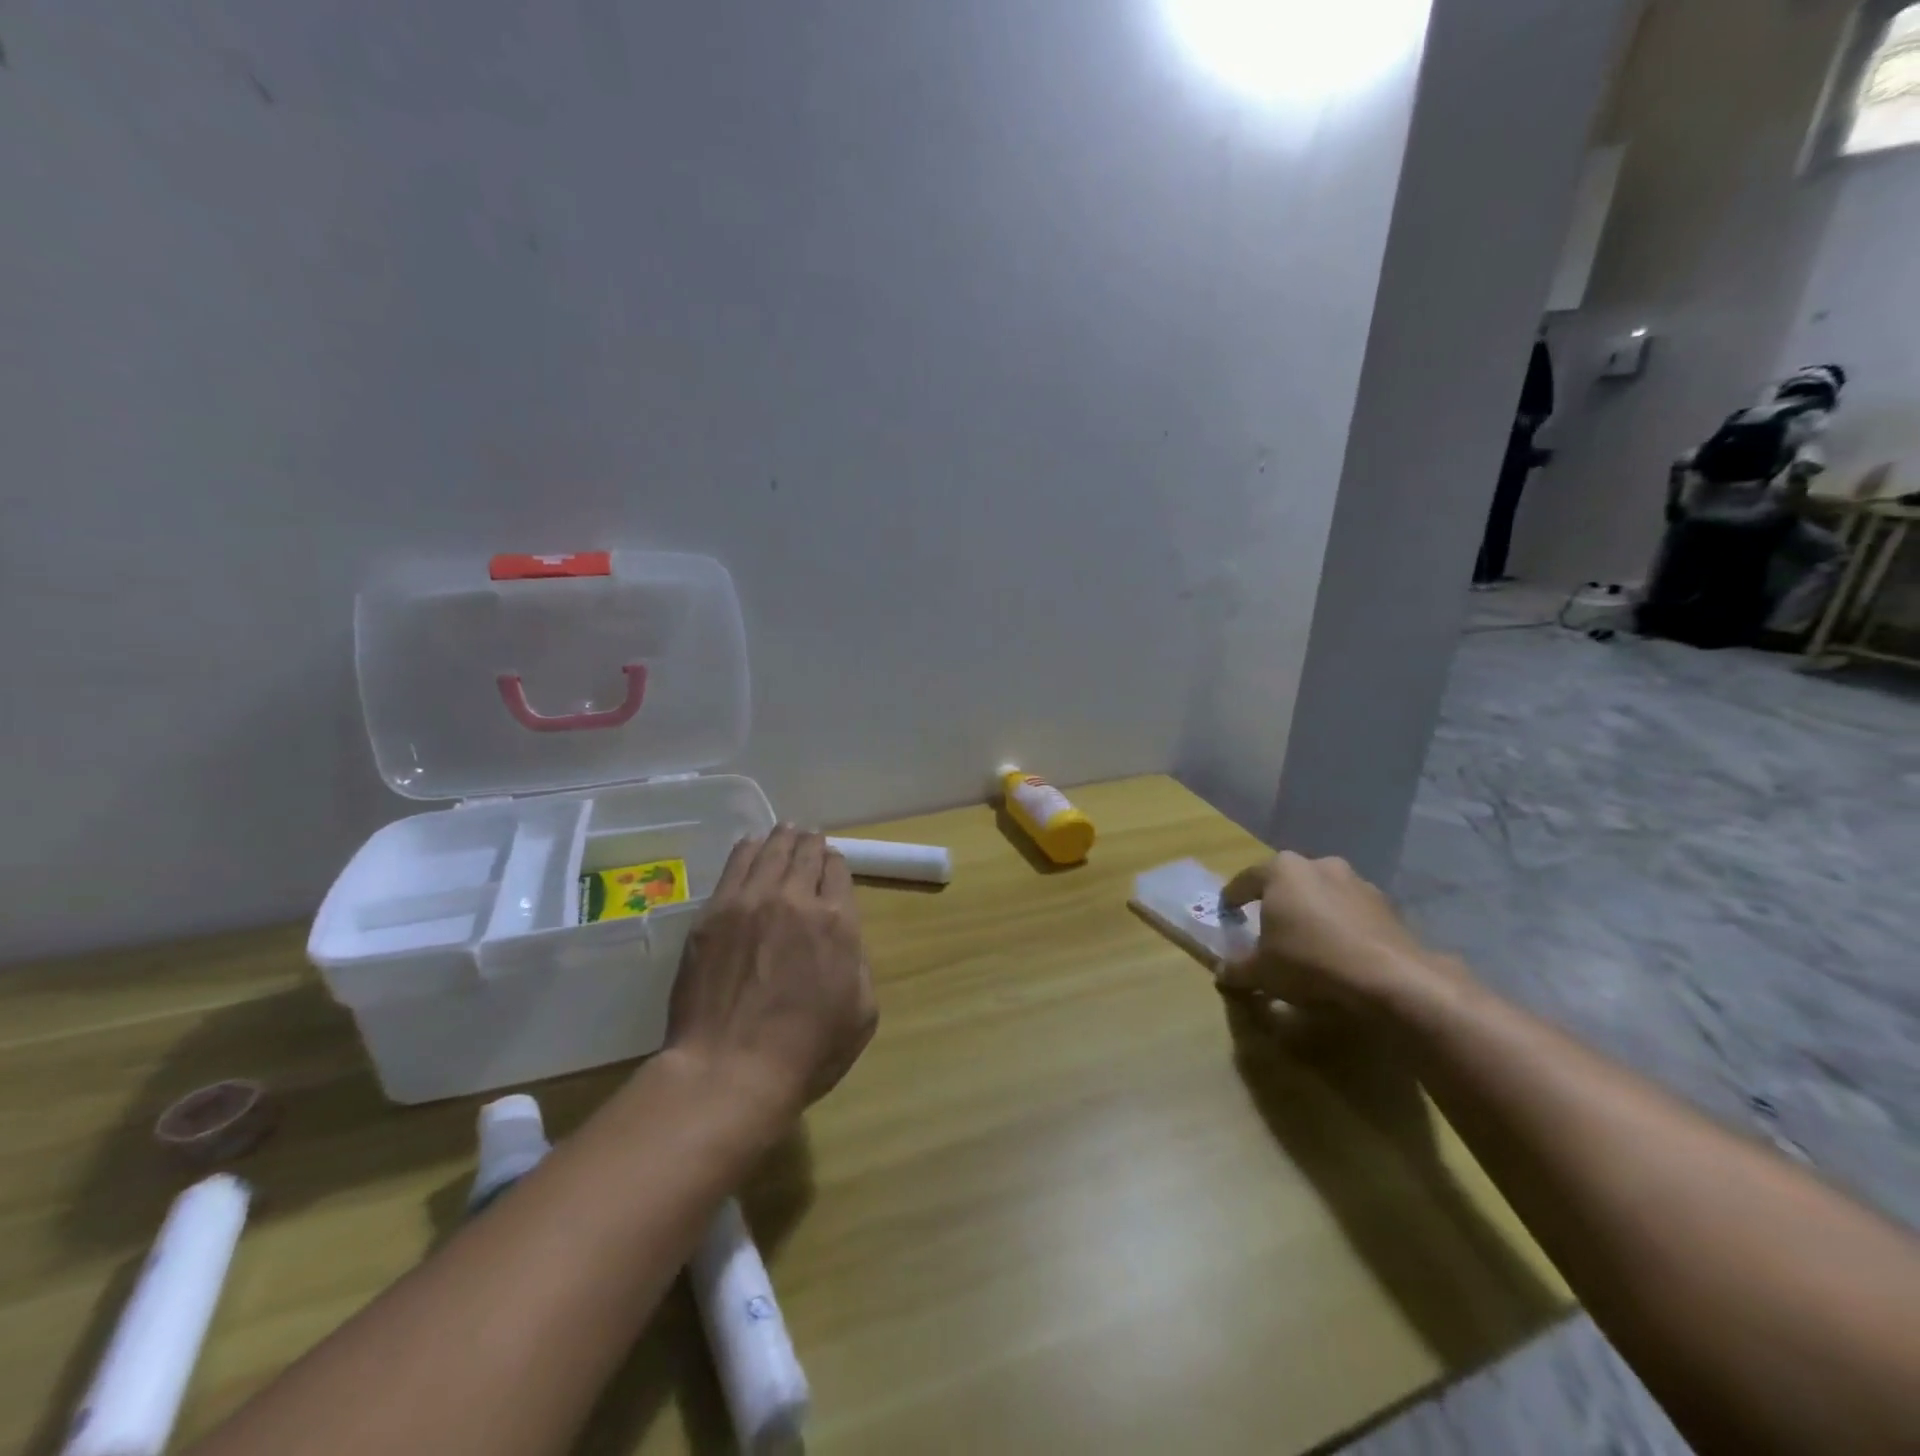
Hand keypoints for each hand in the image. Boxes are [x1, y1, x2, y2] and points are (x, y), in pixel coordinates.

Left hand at [666, 827, 877, 1121]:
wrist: (730, 1070)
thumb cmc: (806, 1052)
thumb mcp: (861, 1014)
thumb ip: (858, 963)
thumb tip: (845, 940)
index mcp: (838, 922)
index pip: (838, 870)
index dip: (836, 863)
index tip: (830, 865)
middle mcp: (797, 898)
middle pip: (806, 853)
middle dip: (811, 843)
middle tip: (809, 839)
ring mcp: (750, 901)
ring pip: (771, 850)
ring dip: (782, 838)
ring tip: (785, 831)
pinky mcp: (714, 913)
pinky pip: (735, 864)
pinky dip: (748, 849)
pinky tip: (751, 845)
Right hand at [1218, 852, 1458, 1014]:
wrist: (1390, 978)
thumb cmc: (1309, 961)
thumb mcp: (1261, 972)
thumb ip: (1237, 969)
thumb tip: (1221, 974)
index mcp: (1282, 870)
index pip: (1246, 880)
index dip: (1233, 897)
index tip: (1227, 911)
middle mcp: (1319, 865)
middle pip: (1288, 882)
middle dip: (1278, 901)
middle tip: (1268, 925)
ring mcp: (1357, 882)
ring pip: (1323, 894)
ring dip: (1313, 912)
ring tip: (1307, 941)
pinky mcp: (1387, 906)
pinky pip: (1351, 912)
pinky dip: (1342, 926)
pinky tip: (1340, 952)